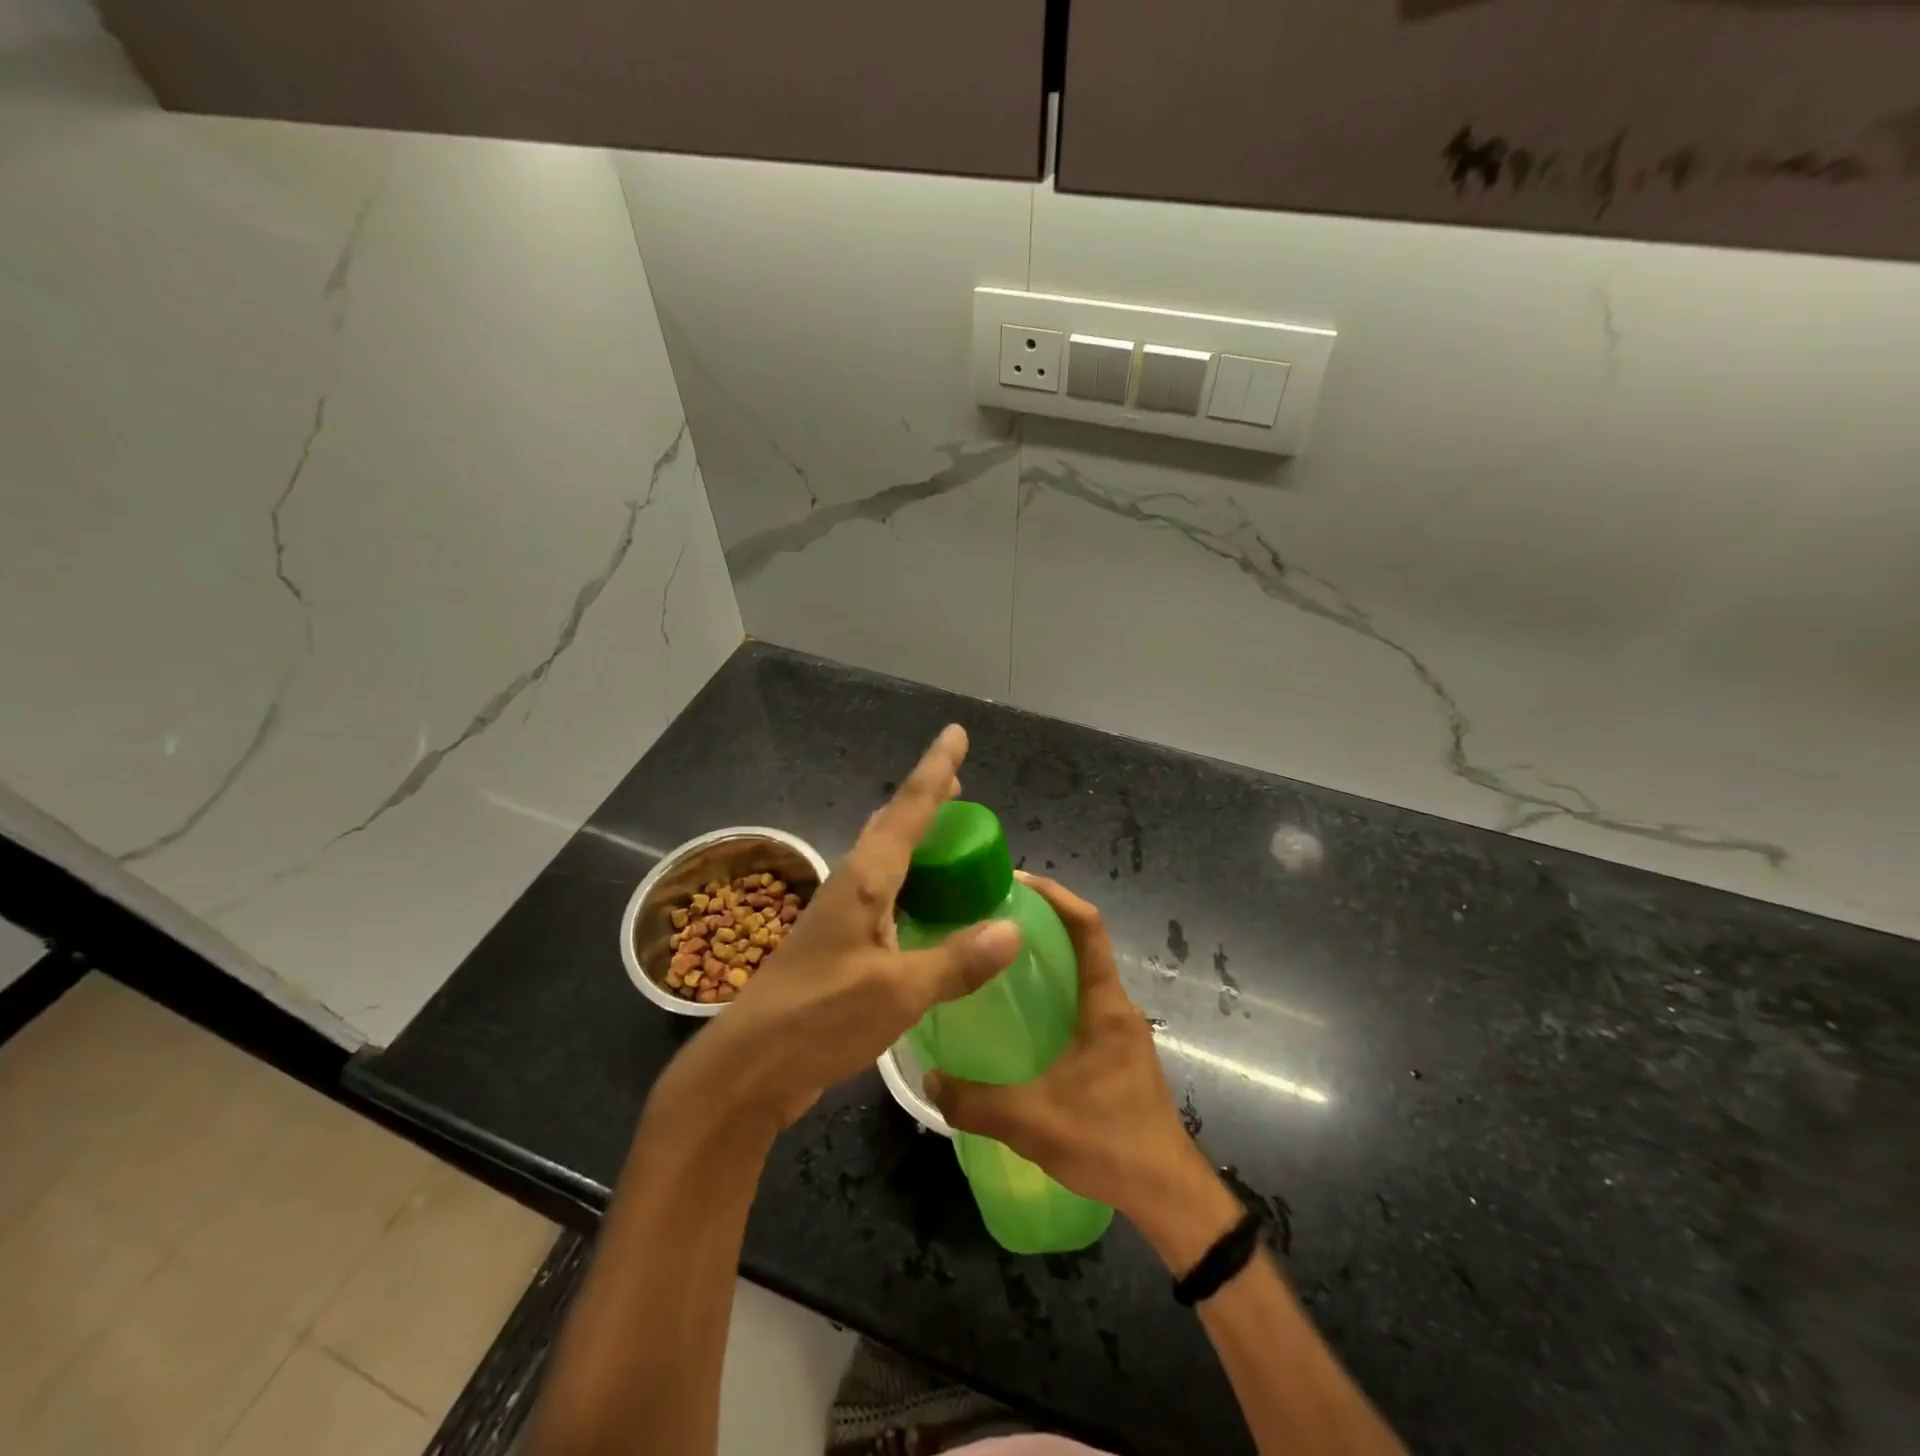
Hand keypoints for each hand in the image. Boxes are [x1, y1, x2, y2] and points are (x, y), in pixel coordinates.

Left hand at [661, 725, 1020, 1131]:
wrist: (748, 1067)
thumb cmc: (819, 1019)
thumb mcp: (897, 993)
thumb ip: (955, 961)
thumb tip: (1013, 928)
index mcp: (865, 881)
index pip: (908, 811)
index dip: (936, 771)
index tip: (955, 734)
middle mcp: (852, 886)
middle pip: (893, 826)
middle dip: (925, 800)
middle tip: (958, 782)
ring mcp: (841, 916)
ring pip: (886, 860)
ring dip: (916, 841)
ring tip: (947, 833)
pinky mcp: (839, 945)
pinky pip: (885, 896)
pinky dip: (911, 884)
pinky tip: (924, 905)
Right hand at [924, 873, 1241, 1268]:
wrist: (1167, 1194)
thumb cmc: (1108, 1143)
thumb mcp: (1032, 1123)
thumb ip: (976, 1103)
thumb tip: (930, 1080)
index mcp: (1105, 1006)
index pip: (1089, 929)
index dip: (1058, 897)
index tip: (1018, 881)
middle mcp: (1117, 1007)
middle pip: (1085, 943)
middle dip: (1045, 921)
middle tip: (993, 917)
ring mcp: (1120, 1030)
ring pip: (1083, 974)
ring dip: (1051, 956)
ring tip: (999, 957)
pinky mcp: (1117, 1052)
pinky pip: (1084, 1002)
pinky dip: (1056, 990)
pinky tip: (1022, 1012)